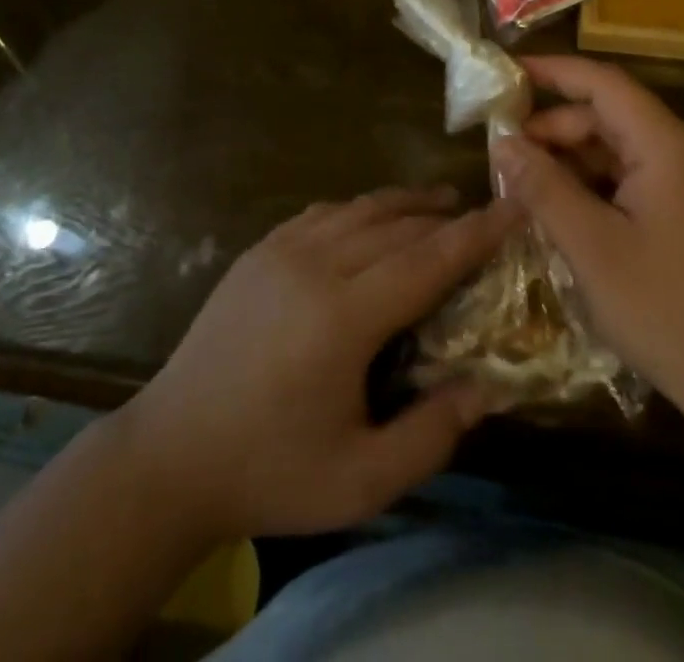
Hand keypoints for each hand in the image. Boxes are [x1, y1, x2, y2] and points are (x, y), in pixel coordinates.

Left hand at [115, 188, 518, 542]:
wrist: (171, 454)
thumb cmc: (271, 471)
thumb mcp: (361, 479)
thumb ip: (431, 434)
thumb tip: (486, 387)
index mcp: (343, 316)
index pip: (427, 259)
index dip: (476, 232)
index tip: (513, 206)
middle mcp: (314, 266)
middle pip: (397, 226)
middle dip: (445, 216)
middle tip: (482, 213)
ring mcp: (280, 251)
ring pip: (358, 209)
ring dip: (404, 203)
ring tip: (439, 203)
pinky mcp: (257, 251)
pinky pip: (321, 214)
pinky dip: (358, 209)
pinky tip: (370, 219)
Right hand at [494, 56, 683, 435]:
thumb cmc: (671, 313)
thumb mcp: (592, 248)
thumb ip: (544, 187)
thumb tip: (503, 143)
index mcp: (671, 146)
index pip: (604, 83)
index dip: (554, 71)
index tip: (508, 73)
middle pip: (613, 118)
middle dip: (556, 131)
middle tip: (506, 158)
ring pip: (627, 151)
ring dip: (577, 163)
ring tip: (530, 190)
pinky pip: (645, 179)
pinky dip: (604, 187)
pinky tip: (573, 215)